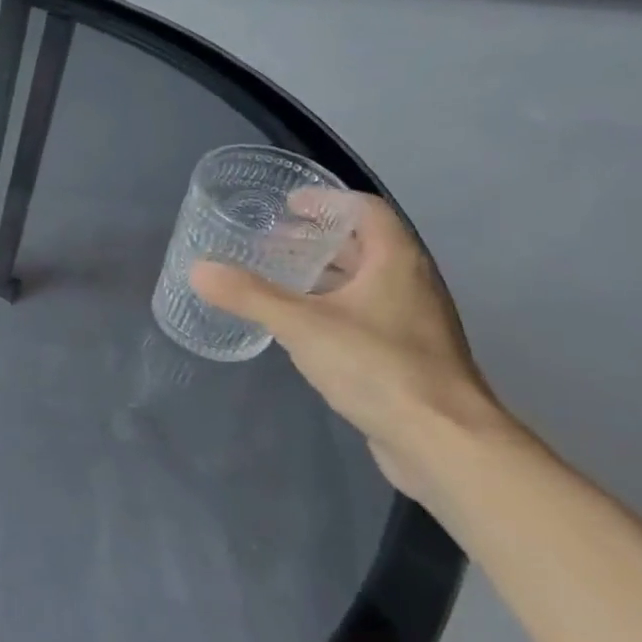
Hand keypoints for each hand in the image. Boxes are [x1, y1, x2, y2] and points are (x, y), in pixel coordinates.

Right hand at [190, 195, 509, 497]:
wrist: (443, 441)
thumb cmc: (377, 367)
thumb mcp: (302, 326)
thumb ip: (249, 295)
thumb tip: (198, 270)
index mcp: (396, 263)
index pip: (366, 211)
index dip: (327, 200)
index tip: (288, 203)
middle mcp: (410, 284)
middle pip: (364, 246)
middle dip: (316, 239)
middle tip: (269, 241)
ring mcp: (411, 323)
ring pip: (363, 283)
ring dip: (322, 275)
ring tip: (277, 278)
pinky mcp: (405, 356)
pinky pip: (363, 315)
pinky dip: (330, 307)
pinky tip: (299, 326)